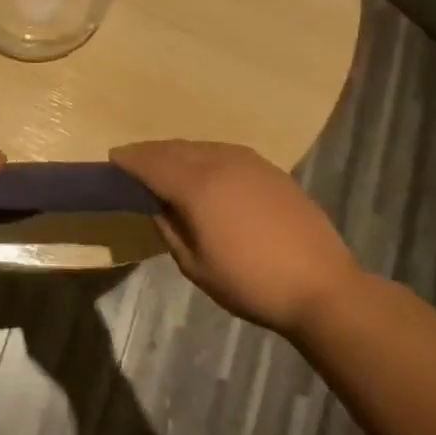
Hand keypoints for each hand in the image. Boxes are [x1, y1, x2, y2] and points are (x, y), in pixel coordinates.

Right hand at [110, 140, 360, 336]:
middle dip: (150, 153)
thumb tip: (158, 206)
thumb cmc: (250, 283)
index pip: (152, 164)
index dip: (129, 160)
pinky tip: (204, 168)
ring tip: (164, 164)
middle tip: (133, 161)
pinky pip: (226, 152)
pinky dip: (205, 155)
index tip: (112, 158)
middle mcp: (221, 164)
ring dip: (178, 152)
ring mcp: (250, 163)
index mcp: (197, 187)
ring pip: (202, 147)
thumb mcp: (195, 266)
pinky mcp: (271, 171)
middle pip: (175, 149)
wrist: (322, 287)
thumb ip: (170, 229)